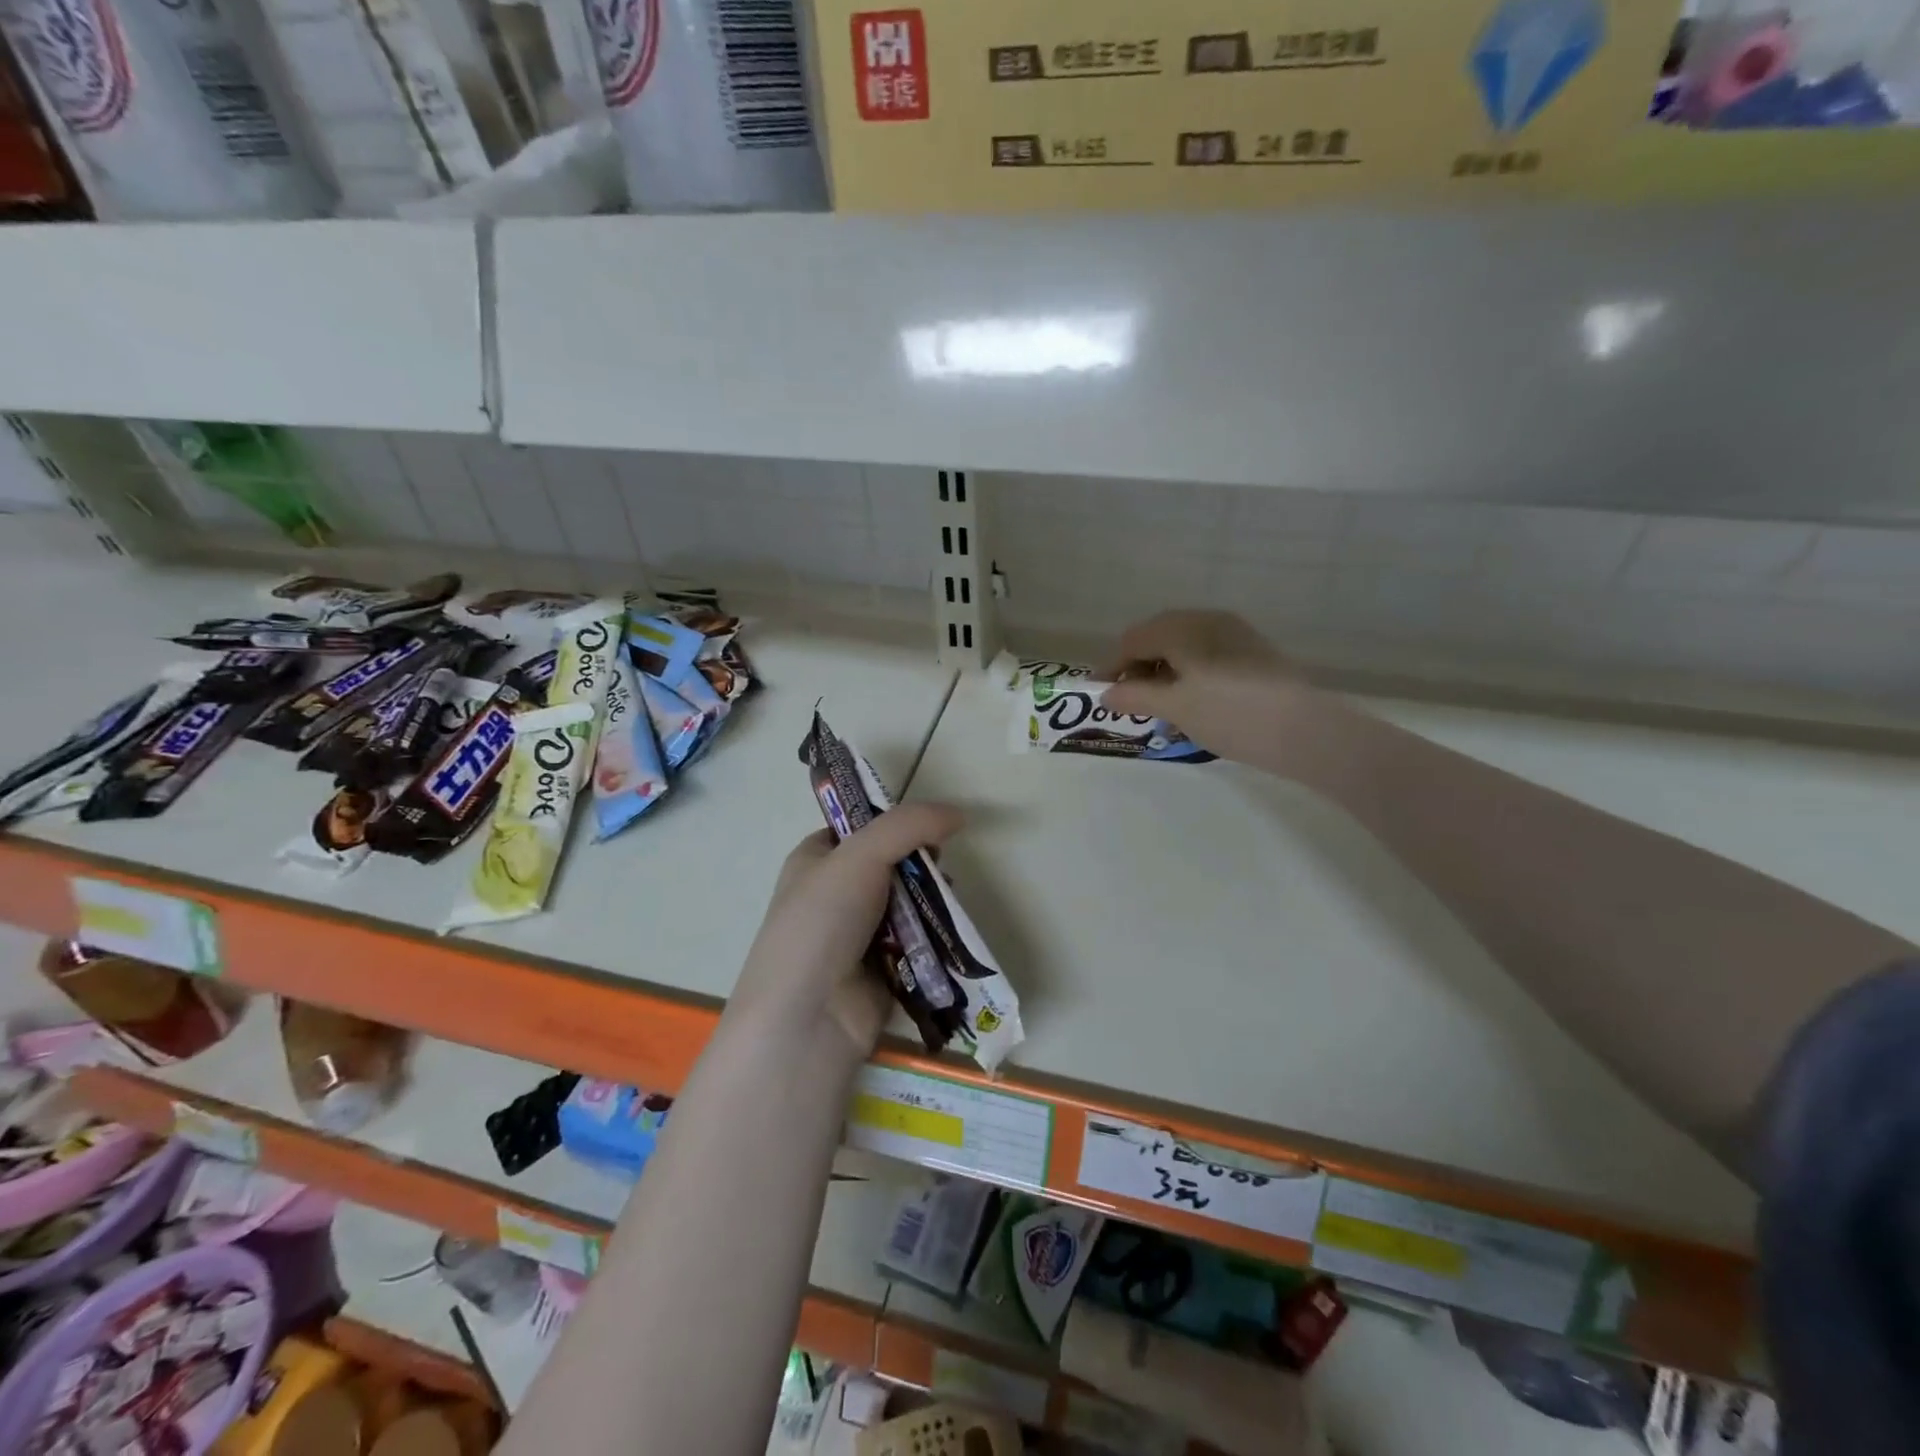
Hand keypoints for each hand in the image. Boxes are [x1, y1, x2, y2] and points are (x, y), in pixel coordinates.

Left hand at [727, 803, 962, 1062]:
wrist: (808, 1017)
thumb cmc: (822, 923)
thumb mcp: (860, 855)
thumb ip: (909, 825)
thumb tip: (959, 814)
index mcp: (816, 859)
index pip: (860, 825)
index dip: (895, 821)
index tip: (927, 828)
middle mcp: (835, 892)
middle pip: (892, 863)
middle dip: (921, 864)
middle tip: (938, 870)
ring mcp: (858, 933)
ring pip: (909, 902)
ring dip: (932, 901)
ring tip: (948, 904)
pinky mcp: (883, 968)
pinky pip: (918, 941)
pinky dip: (934, 937)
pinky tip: (949, 936)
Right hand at [1100, 611, 1321, 769]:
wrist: (1306, 731)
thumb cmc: (1230, 715)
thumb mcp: (1175, 708)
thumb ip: (1135, 696)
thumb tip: (1106, 693)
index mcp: (1183, 627)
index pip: (1133, 640)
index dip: (1111, 667)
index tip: (1100, 694)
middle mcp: (1207, 620)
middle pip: (1157, 638)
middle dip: (1137, 668)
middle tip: (1129, 701)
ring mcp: (1234, 633)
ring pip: (1182, 646)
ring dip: (1162, 672)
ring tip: (1159, 707)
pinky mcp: (1252, 652)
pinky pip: (1206, 655)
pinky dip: (1188, 674)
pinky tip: (1191, 702)